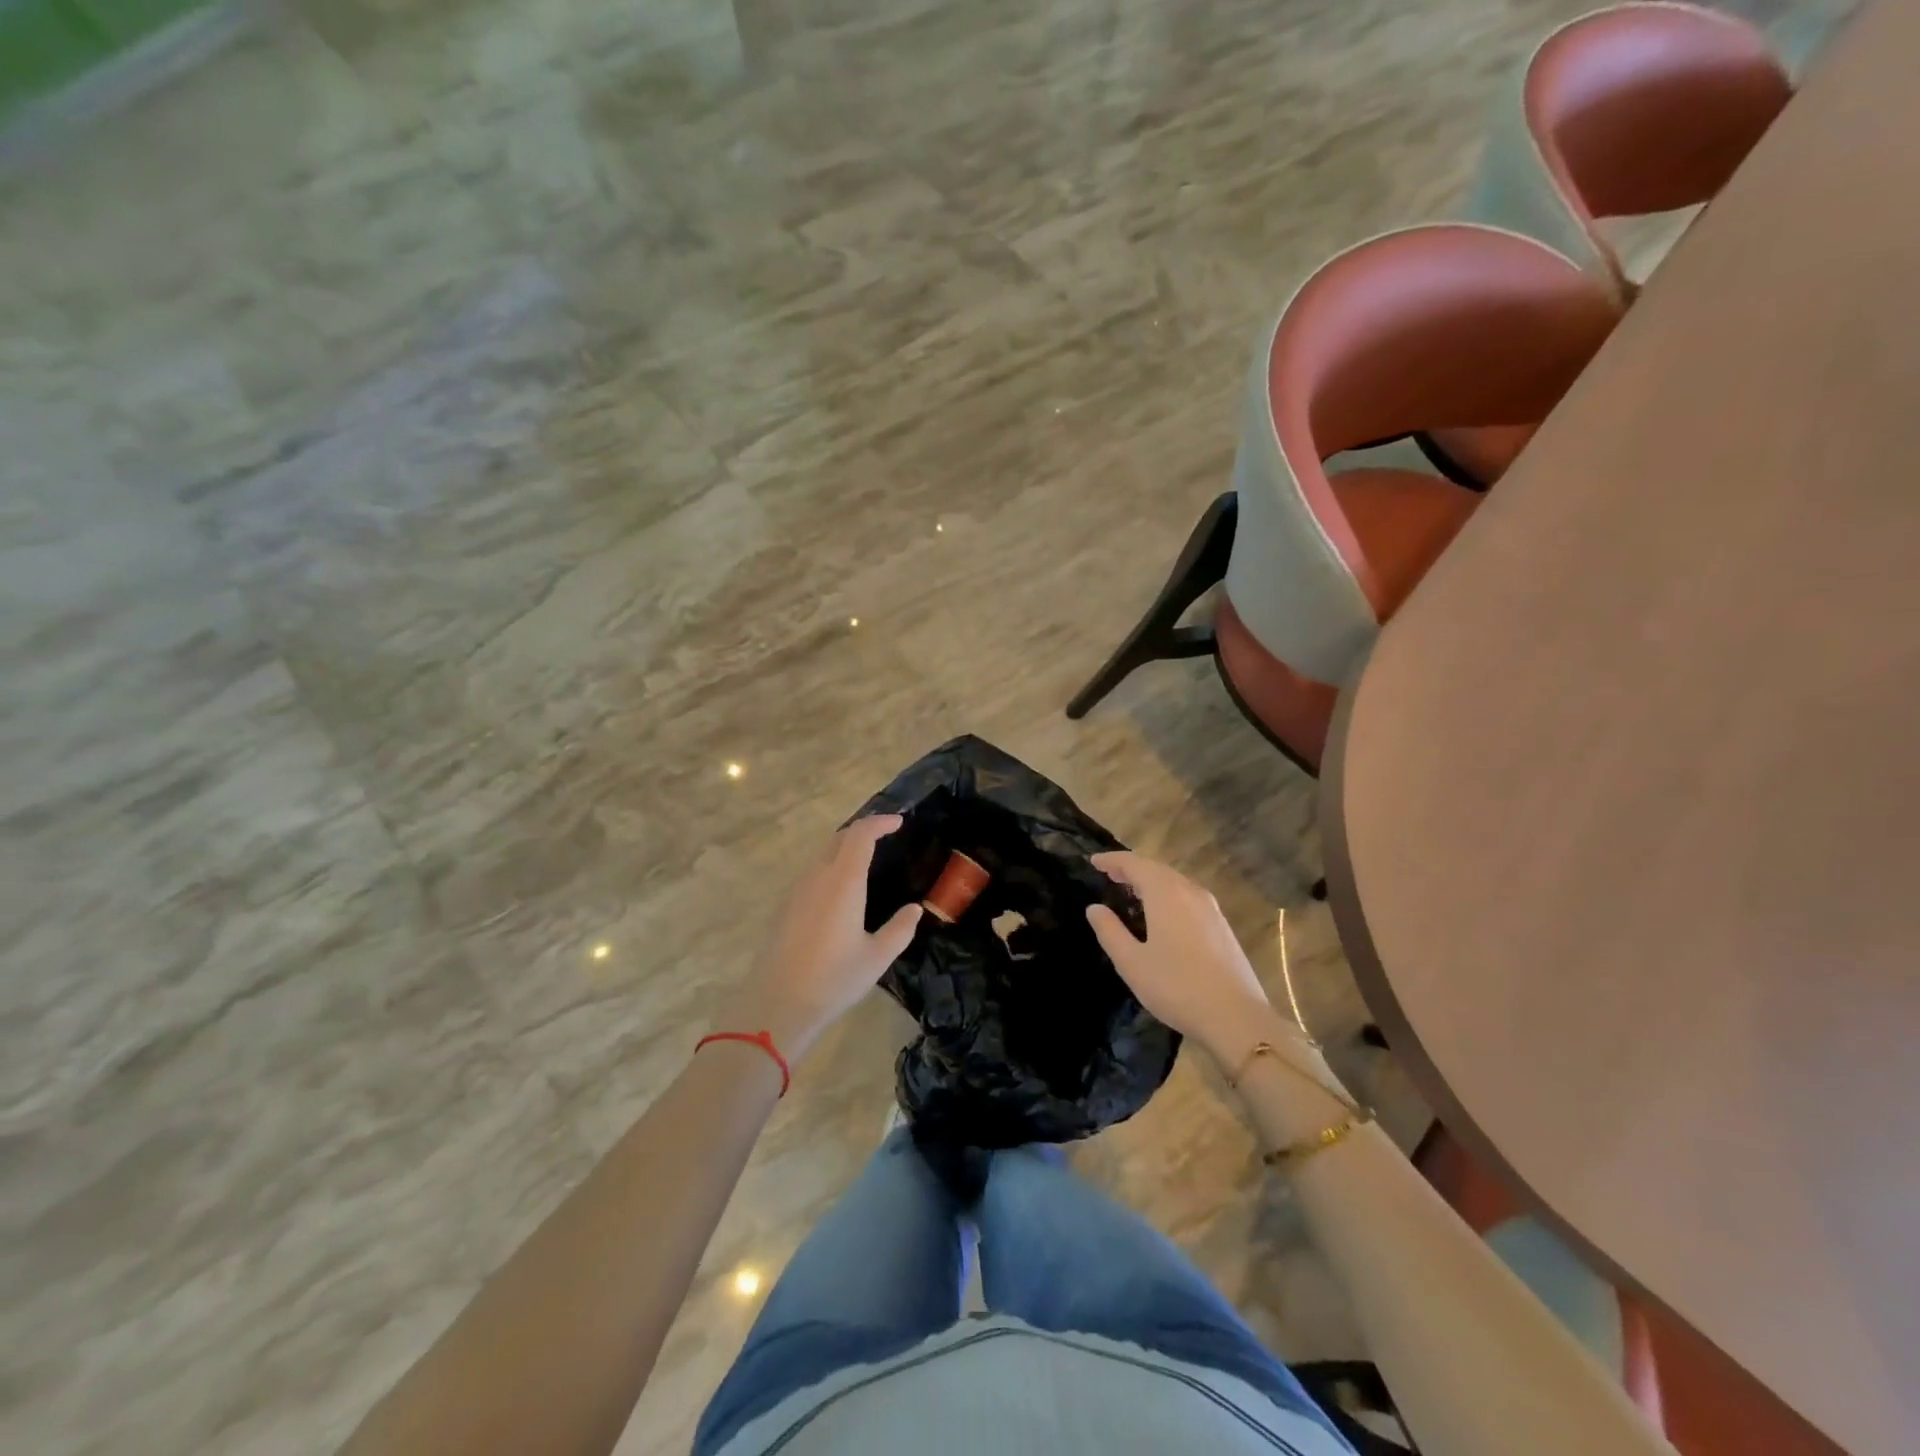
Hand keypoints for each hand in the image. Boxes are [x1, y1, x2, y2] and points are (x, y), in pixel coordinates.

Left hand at [722, 815, 921, 1058]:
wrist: (777, 1004)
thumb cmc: (833, 979)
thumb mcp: (877, 957)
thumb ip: (900, 929)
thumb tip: (914, 910)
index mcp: (843, 882)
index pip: (861, 835)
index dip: (880, 823)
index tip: (899, 823)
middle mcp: (817, 877)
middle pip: (840, 838)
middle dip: (863, 831)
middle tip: (885, 837)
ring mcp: (797, 890)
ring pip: (823, 855)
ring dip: (845, 848)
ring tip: (866, 861)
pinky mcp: (785, 907)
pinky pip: (812, 873)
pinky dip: (831, 867)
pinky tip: (841, 891)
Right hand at [1085, 852, 1273, 1067]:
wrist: (1236, 1018)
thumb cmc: (1176, 987)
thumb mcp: (1132, 963)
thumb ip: (1110, 931)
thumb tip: (1095, 908)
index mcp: (1166, 894)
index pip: (1134, 864)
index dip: (1112, 860)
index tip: (1093, 861)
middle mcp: (1190, 892)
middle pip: (1157, 869)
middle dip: (1132, 868)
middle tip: (1109, 875)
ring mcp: (1211, 908)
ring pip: (1175, 882)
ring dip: (1151, 881)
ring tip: (1132, 892)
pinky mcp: (1222, 926)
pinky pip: (1188, 897)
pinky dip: (1168, 894)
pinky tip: (1162, 914)